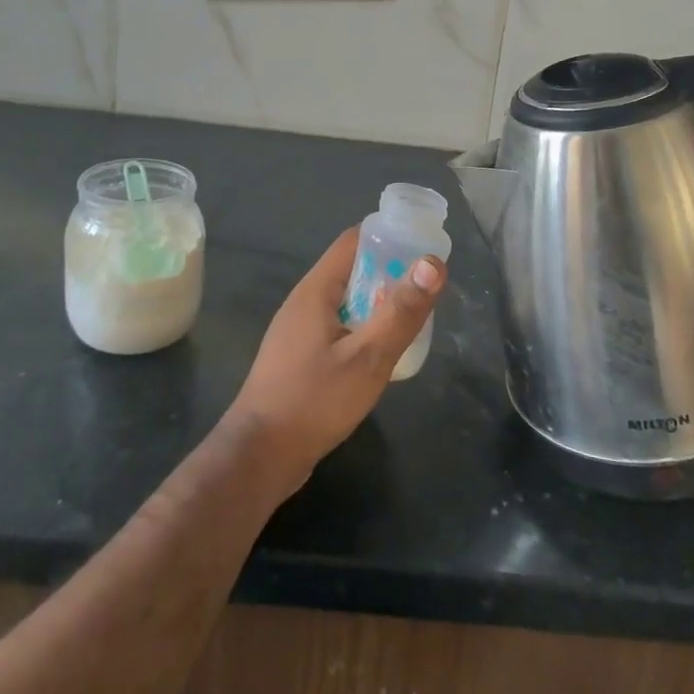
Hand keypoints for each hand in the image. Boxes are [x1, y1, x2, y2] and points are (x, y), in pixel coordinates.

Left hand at [221, 227, 444, 486]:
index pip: (355, 240)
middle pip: (352, 269)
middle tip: (427, 290)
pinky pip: (337, 327)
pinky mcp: (299, 356)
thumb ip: (401, 312)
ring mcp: (298, 330)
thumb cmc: (314, 401)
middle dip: (390, 272)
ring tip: (412, 320)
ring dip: (377, 303)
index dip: (390, 237)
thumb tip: (433, 262)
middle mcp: (305, 301)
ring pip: (346, 301)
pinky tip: (380, 352)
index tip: (424, 248)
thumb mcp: (367, 358)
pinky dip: (362, 328)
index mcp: (316, 289)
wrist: (260, 455)